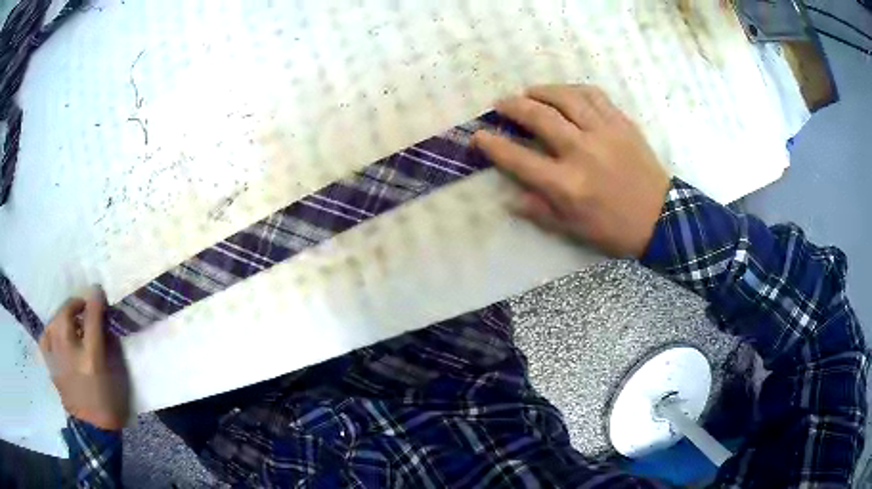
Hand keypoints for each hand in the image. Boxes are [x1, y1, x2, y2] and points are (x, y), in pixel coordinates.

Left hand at [39, 287, 128, 430]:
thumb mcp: (117, 374)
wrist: (93, 428)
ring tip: (71, 322)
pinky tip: (56, 334)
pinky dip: (51, 330)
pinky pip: (45, 336)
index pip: (91, 316)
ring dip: (64, 316)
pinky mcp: (50, 364)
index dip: (95, 299)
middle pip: (67, 312)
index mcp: (91, 357)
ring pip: (54, 320)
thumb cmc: (109, 401)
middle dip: (76, 304)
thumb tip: (103, 319)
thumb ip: (110, 344)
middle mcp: (70, 352)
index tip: (98, 290)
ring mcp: (56, 357)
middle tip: (84, 309)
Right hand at [473, 84, 669, 257]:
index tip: (478, 135)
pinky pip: (594, 95)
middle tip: (501, 104)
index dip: (493, 145)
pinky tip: (565, 92)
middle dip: (513, 107)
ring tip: (529, 92)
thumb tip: (510, 197)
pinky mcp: (622, 124)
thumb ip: (539, 211)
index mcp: (567, 184)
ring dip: (541, 91)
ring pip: (566, 98)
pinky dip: (574, 89)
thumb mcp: (573, 230)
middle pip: (539, 117)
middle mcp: (582, 152)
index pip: (519, 159)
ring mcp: (604, 133)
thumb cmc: (614, 229)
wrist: (660, 219)